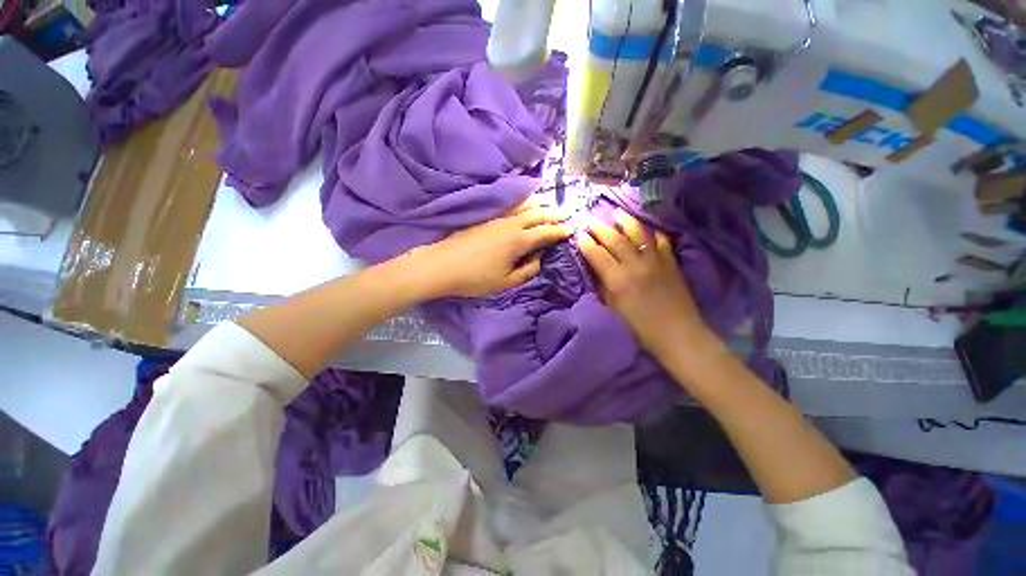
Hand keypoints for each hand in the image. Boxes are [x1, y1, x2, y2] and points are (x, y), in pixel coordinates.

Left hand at [415, 200, 572, 297]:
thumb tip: (539, 258)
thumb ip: (527, 270)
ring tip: (550, 204)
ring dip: (540, 205)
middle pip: (537, 215)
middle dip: (554, 214)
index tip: (572, 228)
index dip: (560, 231)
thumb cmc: (475, 278)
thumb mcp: (505, 282)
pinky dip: (523, 204)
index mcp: (518, 241)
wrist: (442, 265)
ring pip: (524, 207)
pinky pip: (511, 207)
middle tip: (568, 213)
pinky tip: (525, 205)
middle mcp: (510, 225)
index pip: (545, 233)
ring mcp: (497, 219)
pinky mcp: (486, 218)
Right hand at [578, 209, 719, 359]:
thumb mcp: (614, 310)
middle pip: (615, 240)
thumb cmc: (640, 329)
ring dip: (625, 221)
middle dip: (600, 227)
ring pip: (638, 234)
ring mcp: (656, 261)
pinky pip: (661, 241)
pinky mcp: (671, 263)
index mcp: (618, 280)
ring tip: (616, 212)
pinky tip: (646, 230)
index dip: (586, 243)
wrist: (678, 335)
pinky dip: (652, 233)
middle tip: (590, 219)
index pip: (597, 255)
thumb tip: (597, 270)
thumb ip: (604, 287)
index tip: (579, 234)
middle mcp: (635, 266)